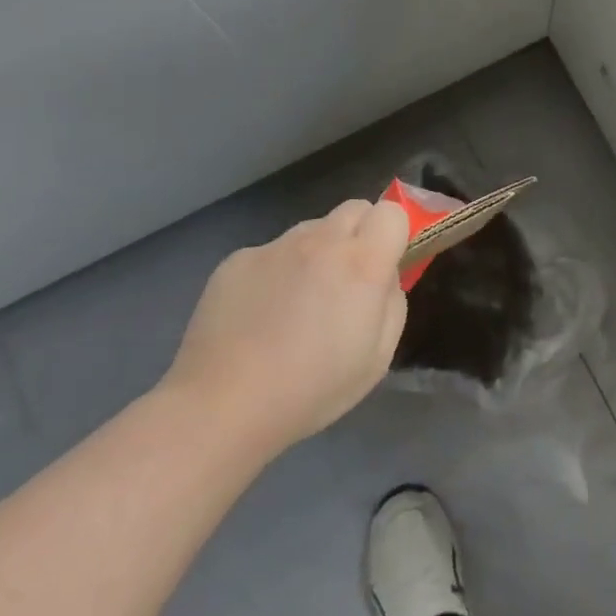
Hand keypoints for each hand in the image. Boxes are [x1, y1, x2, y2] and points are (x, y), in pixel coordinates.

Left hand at [160, 198, 409, 461]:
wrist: (221, 407)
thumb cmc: (311, 390)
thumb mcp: (378, 358)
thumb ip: (393, 302)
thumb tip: (384, 276)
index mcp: (362, 263)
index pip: (392, 212)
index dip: (394, 233)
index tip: (386, 263)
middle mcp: (321, 241)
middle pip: (354, 208)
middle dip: (360, 233)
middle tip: (348, 279)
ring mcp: (275, 247)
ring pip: (311, 229)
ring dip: (317, 251)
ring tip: (298, 301)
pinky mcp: (237, 259)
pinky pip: (271, 252)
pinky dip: (276, 271)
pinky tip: (260, 313)